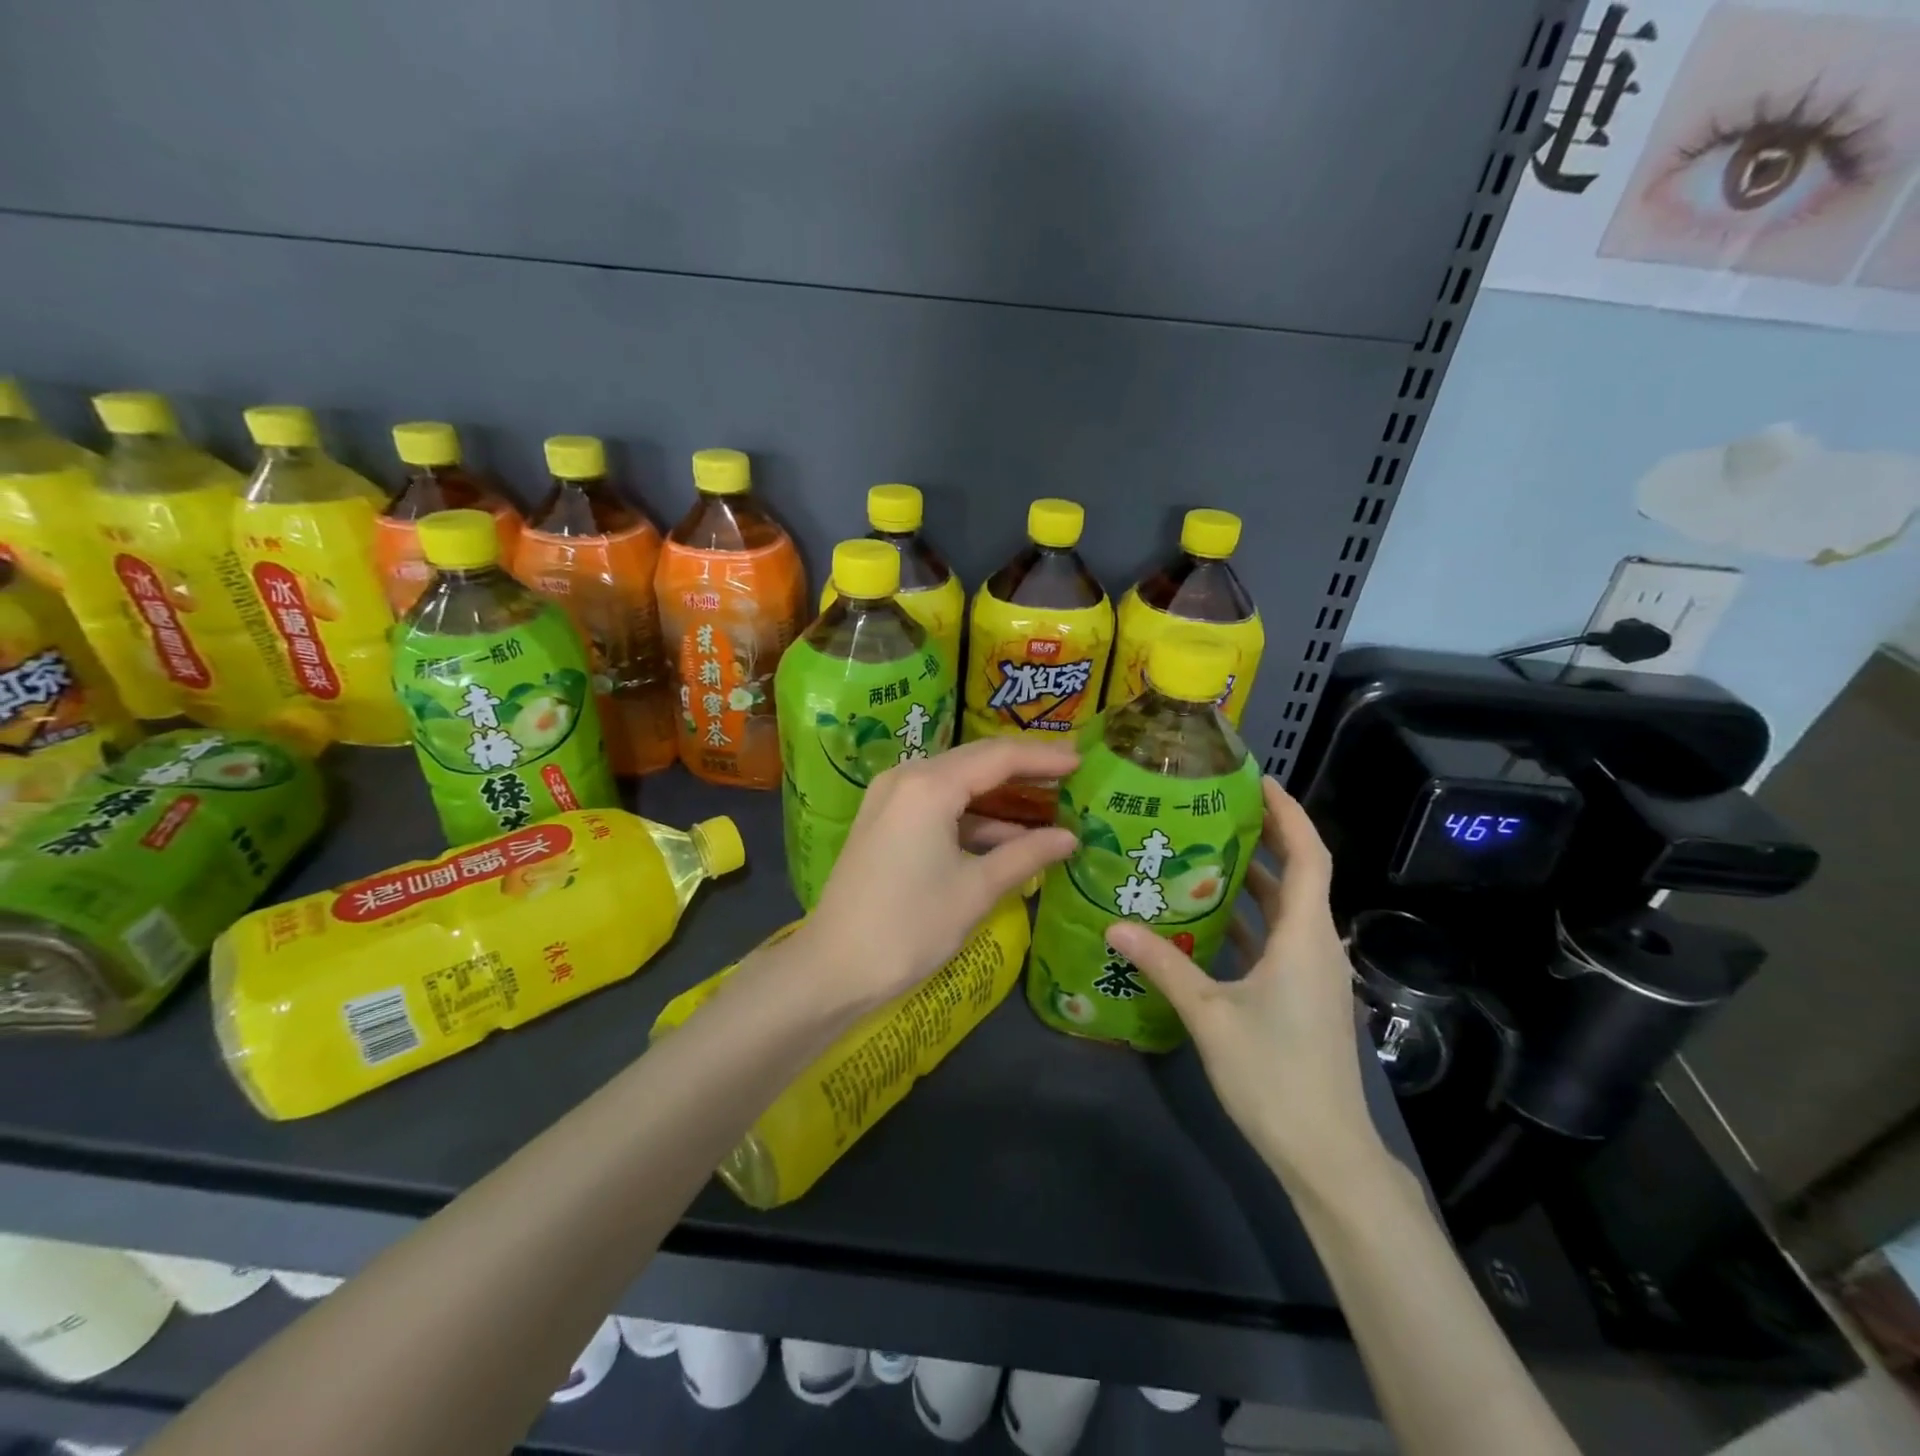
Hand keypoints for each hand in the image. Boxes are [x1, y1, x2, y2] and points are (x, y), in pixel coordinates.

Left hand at [803, 739, 1078, 1011]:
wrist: (834, 968)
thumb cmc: (910, 926)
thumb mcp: (976, 889)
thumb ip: (1026, 854)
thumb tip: (1070, 837)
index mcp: (929, 786)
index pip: (998, 757)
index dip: (1043, 757)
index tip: (1083, 760)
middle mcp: (906, 778)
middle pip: (976, 761)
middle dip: (1023, 768)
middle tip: (1070, 773)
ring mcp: (889, 798)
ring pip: (956, 784)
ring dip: (999, 796)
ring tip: (1048, 803)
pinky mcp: (884, 822)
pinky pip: (937, 805)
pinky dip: (972, 818)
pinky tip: (1007, 837)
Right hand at [1106, 777, 1378, 1188]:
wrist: (1325, 1153)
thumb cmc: (1273, 1075)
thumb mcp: (1209, 1014)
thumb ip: (1163, 964)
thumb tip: (1115, 924)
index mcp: (1306, 938)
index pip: (1310, 856)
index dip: (1289, 814)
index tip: (1258, 782)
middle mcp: (1318, 946)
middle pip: (1300, 876)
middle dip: (1265, 838)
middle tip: (1214, 810)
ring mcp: (1313, 973)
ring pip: (1288, 910)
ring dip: (1254, 880)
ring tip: (1202, 853)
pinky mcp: (1304, 995)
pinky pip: (1279, 940)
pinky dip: (1249, 919)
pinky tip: (1207, 918)